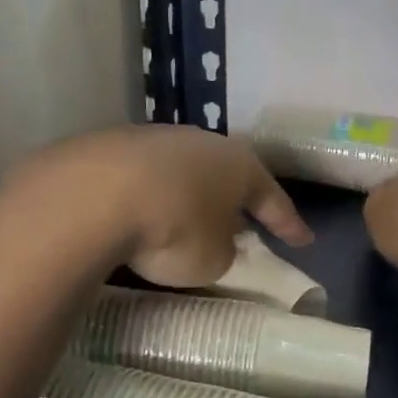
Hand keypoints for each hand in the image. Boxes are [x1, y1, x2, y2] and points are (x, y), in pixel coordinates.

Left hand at [15, 125, 311, 286]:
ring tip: (186, 220)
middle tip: (241, 225)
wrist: (94, 195)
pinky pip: (141, 179)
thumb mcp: (213, 259)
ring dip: (188, 196)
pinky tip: (140, 214)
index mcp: (237, 165)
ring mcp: (151, 139)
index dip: (289, 223)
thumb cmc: (175, 230)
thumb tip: (213, 240)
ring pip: (181, 172)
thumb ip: (223, 249)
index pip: (272, 198)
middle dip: (233, 201)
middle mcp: (198, 143)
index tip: (303, 240)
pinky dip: (148, 197)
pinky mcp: (108, 147)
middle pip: (224, 176)